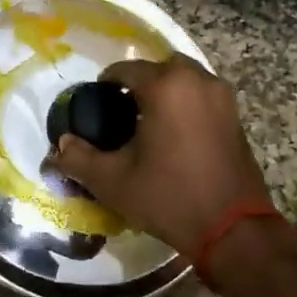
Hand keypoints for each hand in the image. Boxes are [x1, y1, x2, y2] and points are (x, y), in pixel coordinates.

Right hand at [51, 55, 275, 255]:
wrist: (232, 229)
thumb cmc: (168, 197)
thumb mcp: (112, 181)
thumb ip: (78, 158)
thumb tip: (60, 145)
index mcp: (165, 87)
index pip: (126, 69)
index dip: (106, 83)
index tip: (95, 103)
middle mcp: (197, 81)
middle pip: (160, 67)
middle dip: (140, 81)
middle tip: (122, 109)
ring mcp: (222, 97)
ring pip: (186, 79)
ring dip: (166, 91)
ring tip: (147, 122)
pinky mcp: (236, 117)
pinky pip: (203, 96)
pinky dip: (186, 104)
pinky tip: (173, 134)